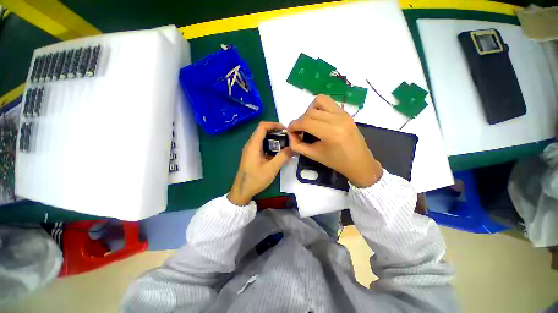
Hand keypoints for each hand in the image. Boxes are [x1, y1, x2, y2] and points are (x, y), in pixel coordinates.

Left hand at [229, 122, 292, 205]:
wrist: (242, 191)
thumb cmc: (255, 179)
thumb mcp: (271, 169)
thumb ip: (283, 157)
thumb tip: (293, 147)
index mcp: (253, 145)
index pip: (262, 126)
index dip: (274, 124)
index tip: (285, 130)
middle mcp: (250, 144)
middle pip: (262, 131)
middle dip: (275, 131)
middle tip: (287, 137)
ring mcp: (250, 150)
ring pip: (262, 138)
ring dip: (273, 138)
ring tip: (284, 144)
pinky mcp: (252, 155)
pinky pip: (261, 145)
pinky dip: (270, 145)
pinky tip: (277, 152)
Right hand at [287, 95, 382, 187]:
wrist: (359, 163)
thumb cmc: (336, 162)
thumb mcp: (313, 156)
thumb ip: (297, 145)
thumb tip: (290, 134)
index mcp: (330, 133)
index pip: (305, 122)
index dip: (293, 125)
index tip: (290, 131)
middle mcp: (338, 119)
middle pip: (310, 112)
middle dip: (300, 120)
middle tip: (300, 131)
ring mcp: (344, 114)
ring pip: (319, 101)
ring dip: (310, 110)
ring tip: (310, 122)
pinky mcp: (346, 113)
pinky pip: (329, 102)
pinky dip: (319, 108)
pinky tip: (320, 119)